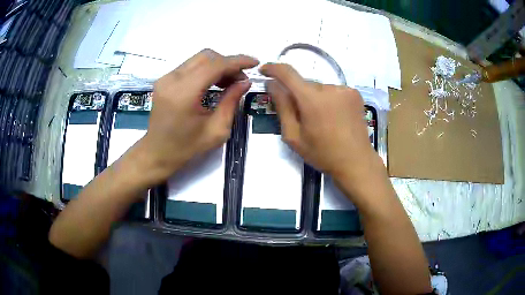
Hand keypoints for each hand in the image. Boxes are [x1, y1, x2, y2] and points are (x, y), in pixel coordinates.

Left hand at [136, 49, 258, 183]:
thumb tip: (245, 82)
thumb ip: (231, 102)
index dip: (237, 61)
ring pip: (198, 59)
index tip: (254, 63)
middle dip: (228, 63)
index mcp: (183, 93)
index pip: (214, 65)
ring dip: (217, 66)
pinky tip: (213, 83)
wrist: (157, 153)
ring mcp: (165, 78)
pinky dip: (205, 70)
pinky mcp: (164, 80)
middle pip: (206, 57)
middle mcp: (172, 80)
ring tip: (229, 82)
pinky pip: (190, 66)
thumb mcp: (216, 130)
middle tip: (240, 79)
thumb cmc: (186, 147)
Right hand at [260, 63, 384, 198]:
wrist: (356, 162)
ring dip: (315, 98)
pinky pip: (333, 91)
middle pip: (305, 84)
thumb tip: (272, 84)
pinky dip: (328, 99)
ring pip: (319, 88)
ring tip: (322, 120)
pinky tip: (334, 116)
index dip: (273, 68)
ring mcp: (344, 89)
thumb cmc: (322, 153)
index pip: (288, 73)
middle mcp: (329, 88)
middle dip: (298, 95)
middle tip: (301, 117)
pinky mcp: (355, 93)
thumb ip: (282, 107)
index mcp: (312, 100)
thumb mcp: (294, 136)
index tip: (264, 70)